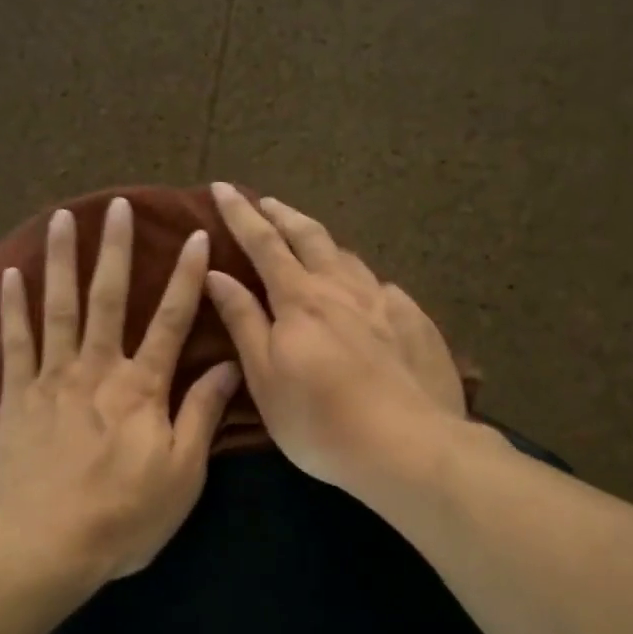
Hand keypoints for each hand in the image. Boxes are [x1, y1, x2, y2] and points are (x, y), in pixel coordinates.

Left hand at [0, 197, 240, 581]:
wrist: (42, 546)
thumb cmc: (122, 516)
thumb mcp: (181, 474)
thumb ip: (201, 415)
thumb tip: (230, 366)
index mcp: (142, 387)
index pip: (171, 320)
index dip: (185, 277)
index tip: (194, 236)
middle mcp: (97, 369)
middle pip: (109, 298)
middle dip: (116, 249)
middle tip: (117, 205)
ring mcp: (52, 378)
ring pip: (60, 307)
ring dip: (62, 260)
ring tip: (63, 219)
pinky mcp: (16, 396)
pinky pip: (15, 342)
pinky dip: (14, 307)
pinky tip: (12, 274)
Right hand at [204, 183, 465, 498]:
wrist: (411, 446)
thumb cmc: (321, 420)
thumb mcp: (265, 377)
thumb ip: (243, 320)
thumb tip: (216, 273)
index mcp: (300, 299)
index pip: (263, 243)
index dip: (240, 214)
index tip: (222, 187)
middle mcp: (342, 288)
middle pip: (310, 237)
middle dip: (282, 214)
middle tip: (265, 201)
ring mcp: (384, 301)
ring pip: (348, 256)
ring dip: (322, 240)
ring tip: (310, 238)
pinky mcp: (415, 321)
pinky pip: (381, 287)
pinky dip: (360, 278)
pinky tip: (366, 290)